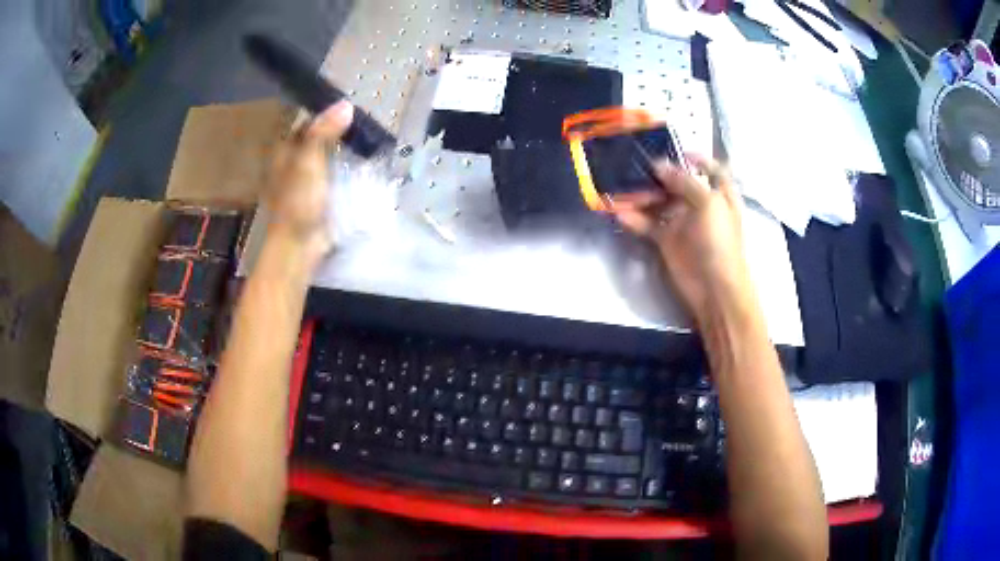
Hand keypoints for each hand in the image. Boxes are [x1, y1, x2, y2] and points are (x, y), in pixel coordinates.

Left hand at [266, 100, 353, 261]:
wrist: (298, 245)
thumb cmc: (298, 202)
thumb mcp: (309, 162)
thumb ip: (323, 132)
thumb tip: (346, 104)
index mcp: (284, 150)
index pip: (306, 120)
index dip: (326, 111)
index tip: (351, 105)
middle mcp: (292, 161)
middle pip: (316, 136)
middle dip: (338, 128)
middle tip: (365, 121)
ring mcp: (305, 179)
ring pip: (326, 153)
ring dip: (343, 146)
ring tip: (368, 137)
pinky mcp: (317, 194)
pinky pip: (333, 171)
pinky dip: (346, 165)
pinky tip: (362, 162)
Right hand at [611, 155, 750, 325]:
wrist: (715, 287)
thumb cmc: (719, 240)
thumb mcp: (708, 203)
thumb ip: (684, 181)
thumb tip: (659, 165)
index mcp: (718, 193)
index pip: (710, 168)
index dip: (695, 157)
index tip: (673, 148)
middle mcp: (700, 204)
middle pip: (677, 182)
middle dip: (658, 172)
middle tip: (635, 162)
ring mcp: (682, 222)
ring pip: (659, 201)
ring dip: (641, 193)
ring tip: (619, 183)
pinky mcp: (666, 240)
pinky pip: (647, 224)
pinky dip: (633, 218)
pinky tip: (617, 210)